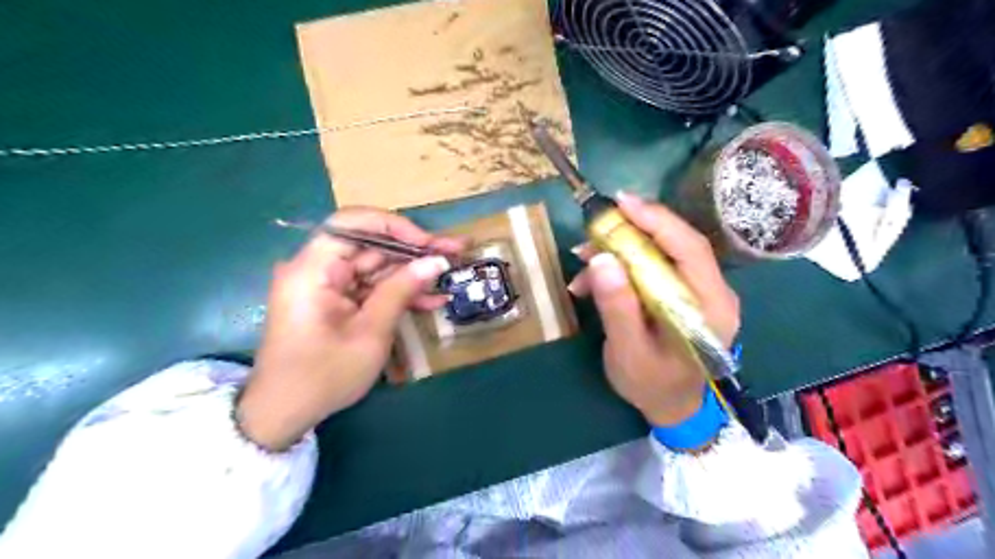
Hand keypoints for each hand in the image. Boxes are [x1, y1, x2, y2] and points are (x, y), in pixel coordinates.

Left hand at [239, 208, 465, 451]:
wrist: (284, 414)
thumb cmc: (324, 375)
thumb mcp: (370, 332)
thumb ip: (402, 290)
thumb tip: (437, 261)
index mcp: (313, 270)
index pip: (353, 223)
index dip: (395, 226)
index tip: (429, 243)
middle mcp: (317, 268)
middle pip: (371, 245)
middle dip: (414, 251)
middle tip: (455, 252)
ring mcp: (328, 285)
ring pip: (376, 267)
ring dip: (412, 274)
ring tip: (451, 275)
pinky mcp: (336, 300)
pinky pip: (371, 288)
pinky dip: (398, 293)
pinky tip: (431, 299)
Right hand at [568, 194, 735, 424]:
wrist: (671, 407)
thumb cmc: (651, 385)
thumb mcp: (628, 351)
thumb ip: (618, 307)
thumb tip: (601, 259)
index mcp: (710, 306)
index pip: (689, 249)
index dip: (657, 221)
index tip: (621, 203)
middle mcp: (713, 292)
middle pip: (676, 244)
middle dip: (633, 231)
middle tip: (595, 226)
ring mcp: (699, 292)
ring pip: (662, 253)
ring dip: (621, 251)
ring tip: (583, 260)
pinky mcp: (683, 294)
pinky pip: (655, 268)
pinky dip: (624, 266)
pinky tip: (594, 280)